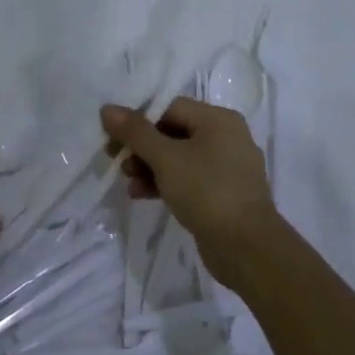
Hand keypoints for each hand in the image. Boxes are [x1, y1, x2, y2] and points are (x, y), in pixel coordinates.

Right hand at [101, 97, 278, 289]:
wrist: (246, 246)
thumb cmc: (206, 191)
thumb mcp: (165, 158)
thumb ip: (135, 132)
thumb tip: (108, 108)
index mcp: (219, 119)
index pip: (170, 107)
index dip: (137, 120)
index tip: (112, 138)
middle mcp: (226, 137)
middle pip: (173, 132)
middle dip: (141, 147)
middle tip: (116, 161)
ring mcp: (226, 167)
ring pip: (179, 158)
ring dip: (149, 167)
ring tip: (128, 182)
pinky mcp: (222, 193)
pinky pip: (188, 179)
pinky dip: (165, 183)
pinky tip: (142, 195)